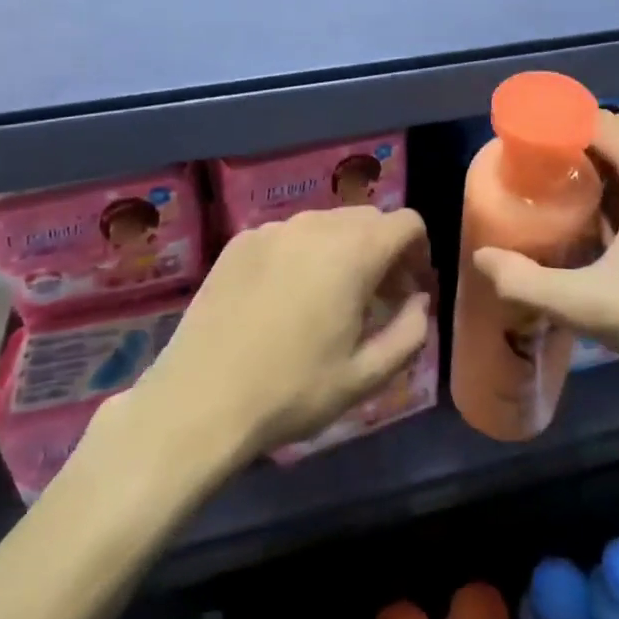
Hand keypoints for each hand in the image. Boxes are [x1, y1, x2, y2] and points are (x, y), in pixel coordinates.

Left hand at [131, 206, 432, 458]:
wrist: (200, 400)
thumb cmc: (292, 391)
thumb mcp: (365, 376)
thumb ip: (409, 333)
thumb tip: (418, 300)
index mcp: (354, 251)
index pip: (407, 223)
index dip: (419, 252)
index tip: (410, 289)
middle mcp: (316, 225)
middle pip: (368, 219)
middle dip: (383, 251)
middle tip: (377, 299)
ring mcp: (274, 229)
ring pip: (327, 224)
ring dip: (344, 251)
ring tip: (331, 300)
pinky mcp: (241, 241)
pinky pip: (289, 235)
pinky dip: (303, 255)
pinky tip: (285, 299)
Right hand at [473, 112, 618, 400]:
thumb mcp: (597, 309)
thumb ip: (530, 283)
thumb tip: (483, 258)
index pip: (592, 120)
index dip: (554, 130)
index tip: (524, 157)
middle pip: (618, 131)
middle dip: (578, 150)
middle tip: (545, 184)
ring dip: (610, 167)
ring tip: (578, 204)